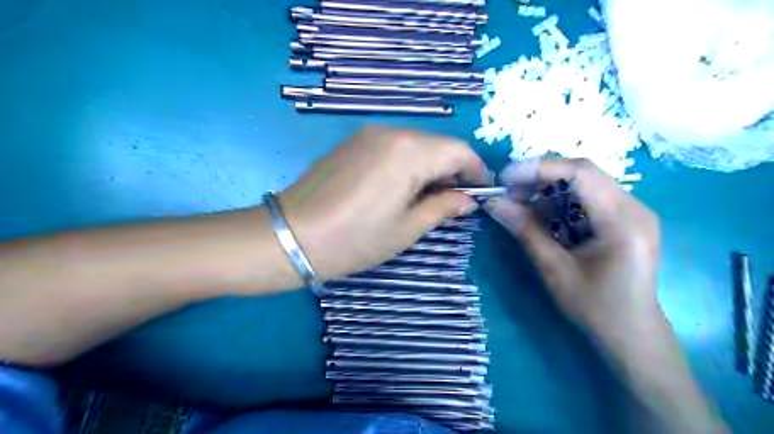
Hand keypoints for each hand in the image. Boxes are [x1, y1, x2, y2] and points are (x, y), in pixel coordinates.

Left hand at [276, 126, 487, 281]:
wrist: (291, 235)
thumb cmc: (355, 239)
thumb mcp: (407, 229)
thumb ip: (443, 207)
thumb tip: (468, 200)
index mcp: (409, 151)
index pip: (459, 150)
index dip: (476, 170)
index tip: (480, 193)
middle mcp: (391, 131)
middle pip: (437, 144)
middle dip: (453, 170)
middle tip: (454, 201)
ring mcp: (368, 134)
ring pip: (416, 144)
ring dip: (430, 167)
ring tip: (427, 198)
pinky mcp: (352, 142)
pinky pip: (393, 146)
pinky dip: (408, 163)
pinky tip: (401, 187)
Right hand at [482, 159, 657, 342]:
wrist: (631, 334)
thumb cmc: (596, 308)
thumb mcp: (554, 269)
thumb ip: (525, 230)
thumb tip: (493, 203)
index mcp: (623, 220)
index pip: (581, 173)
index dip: (539, 169)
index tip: (505, 178)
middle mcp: (633, 207)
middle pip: (581, 174)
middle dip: (540, 179)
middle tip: (507, 192)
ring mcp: (630, 211)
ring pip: (582, 183)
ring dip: (547, 190)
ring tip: (518, 205)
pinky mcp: (622, 219)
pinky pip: (585, 198)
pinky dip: (558, 202)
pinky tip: (540, 216)